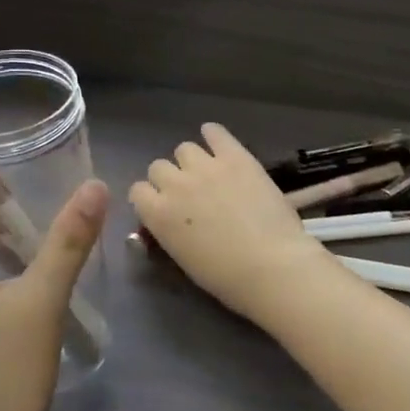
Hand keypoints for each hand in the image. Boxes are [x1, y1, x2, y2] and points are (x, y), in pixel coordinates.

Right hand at [129, 123, 337, 323]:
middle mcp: (175, 184)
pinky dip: (214, 135)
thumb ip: (170, 231)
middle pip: (158, 167)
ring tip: (208, 173)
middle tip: (189, 193)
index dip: (150, 198)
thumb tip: (171, 221)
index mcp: (157, 214)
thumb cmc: (227, 277)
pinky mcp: (235, 156)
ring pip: (184, 148)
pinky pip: (215, 133)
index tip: (163, 206)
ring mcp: (206, 167)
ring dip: (191, 160)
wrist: (272, 265)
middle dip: (170, 178)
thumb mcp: (183, 258)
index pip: (138, 191)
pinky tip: (218, 142)